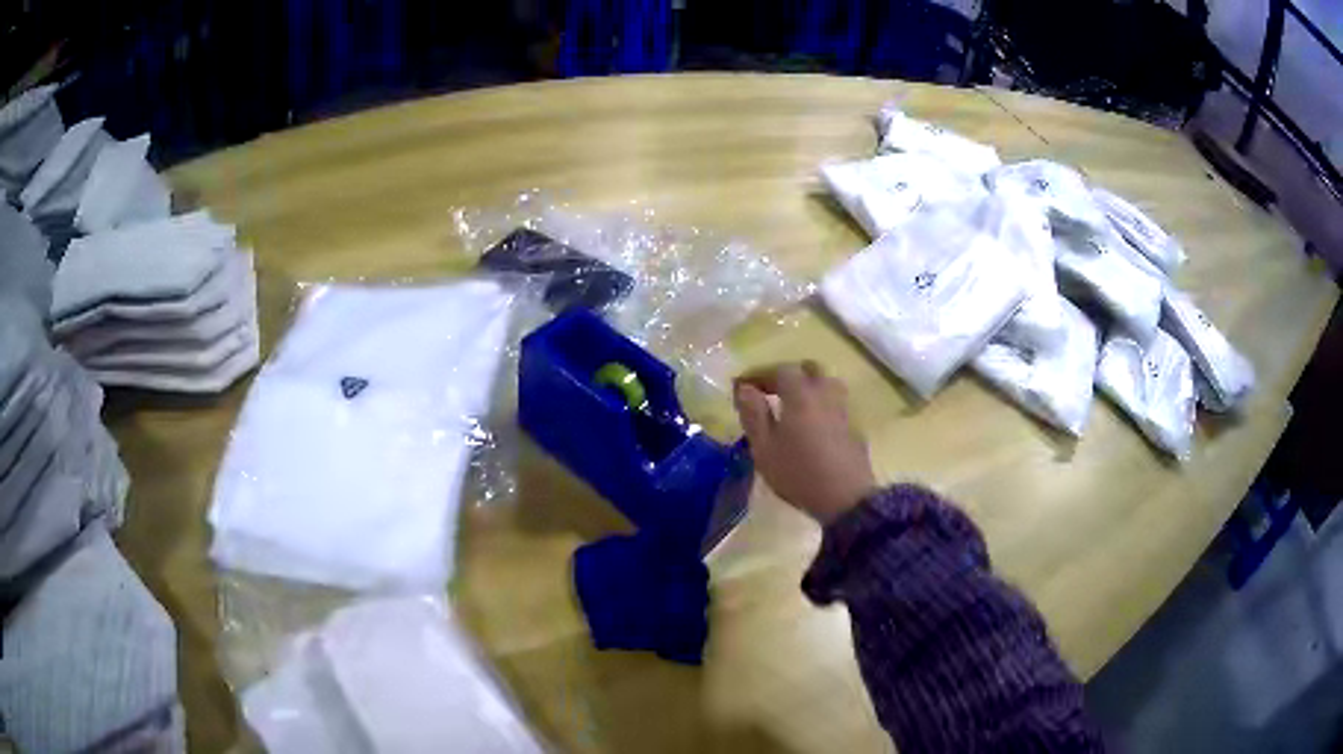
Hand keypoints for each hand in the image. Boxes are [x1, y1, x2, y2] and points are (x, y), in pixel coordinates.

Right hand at [734, 362, 876, 524]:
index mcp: (800, 394)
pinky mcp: (853, 426)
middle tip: (768, 392)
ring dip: (807, 387)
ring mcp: (843, 409)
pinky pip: (835, 404)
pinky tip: (811, 426)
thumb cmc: (798, 473)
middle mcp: (825, 393)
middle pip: (808, 370)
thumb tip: (745, 388)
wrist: (846, 498)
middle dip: (786, 376)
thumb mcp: (764, 448)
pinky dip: (820, 405)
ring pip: (826, 384)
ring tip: (791, 407)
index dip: (759, 374)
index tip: (742, 387)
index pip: (780, 369)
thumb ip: (753, 414)